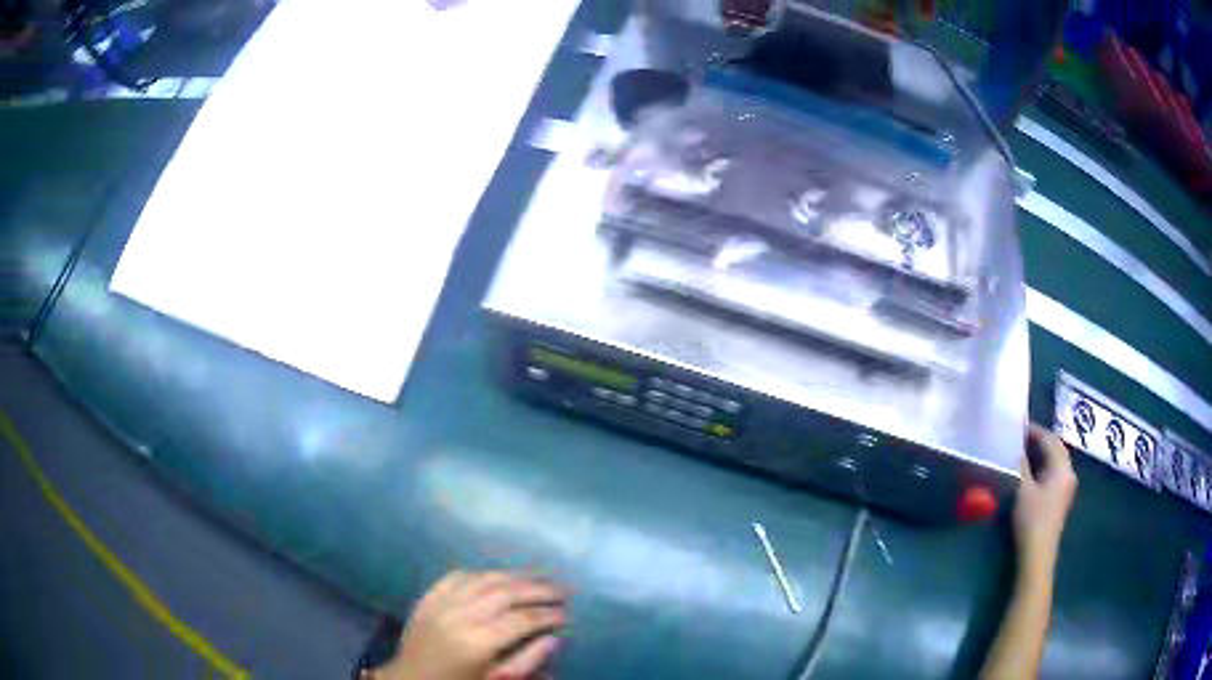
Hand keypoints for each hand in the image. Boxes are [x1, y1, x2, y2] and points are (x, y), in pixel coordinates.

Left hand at [367, 571, 566, 679]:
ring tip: (539, 577)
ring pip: (484, 579)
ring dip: (515, 575)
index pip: (522, 620)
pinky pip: (457, 576)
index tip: (568, 613)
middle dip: (538, 588)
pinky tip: (497, 576)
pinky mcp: (428, 598)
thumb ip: (527, 661)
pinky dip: (481, 573)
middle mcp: (459, 616)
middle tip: (563, 589)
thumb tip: (554, 638)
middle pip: (506, 592)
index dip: (548, 614)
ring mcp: (440, 603)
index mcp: (477, 642)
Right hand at [1014, 424, 1077, 568]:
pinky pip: (1054, 472)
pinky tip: (1031, 471)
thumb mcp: (1022, 489)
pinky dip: (1043, 466)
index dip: (1035, 431)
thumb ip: (1021, 465)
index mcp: (1062, 467)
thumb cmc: (1032, 519)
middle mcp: (1069, 473)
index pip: (1050, 439)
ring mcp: (1066, 487)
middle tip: (1019, 438)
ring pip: (1055, 461)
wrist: (1037, 554)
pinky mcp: (1061, 499)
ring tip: (1023, 452)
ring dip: (1041, 454)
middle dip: (1040, 441)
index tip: (1018, 427)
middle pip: (1056, 448)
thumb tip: (1015, 448)